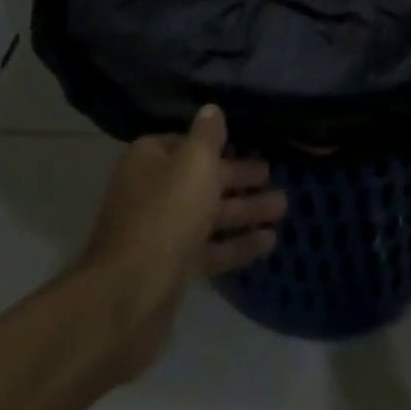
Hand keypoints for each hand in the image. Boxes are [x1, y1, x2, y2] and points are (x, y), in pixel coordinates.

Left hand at [75, 105, 285, 378]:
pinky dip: (236, 244)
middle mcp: (153, 190)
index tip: (251, 144)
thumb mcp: (194, 162)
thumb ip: (208, 134)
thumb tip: (212, 110)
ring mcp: (161, 232)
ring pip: (210, 214)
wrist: (127, 300)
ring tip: (283, 207)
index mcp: (151, 158)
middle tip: (275, 175)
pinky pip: (209, 249)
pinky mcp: (171, 270)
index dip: (221, 143)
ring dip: (245, 210)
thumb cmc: (165, 215)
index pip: (190, 142)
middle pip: (203, 178)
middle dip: (240, 177)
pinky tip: (269, 243)